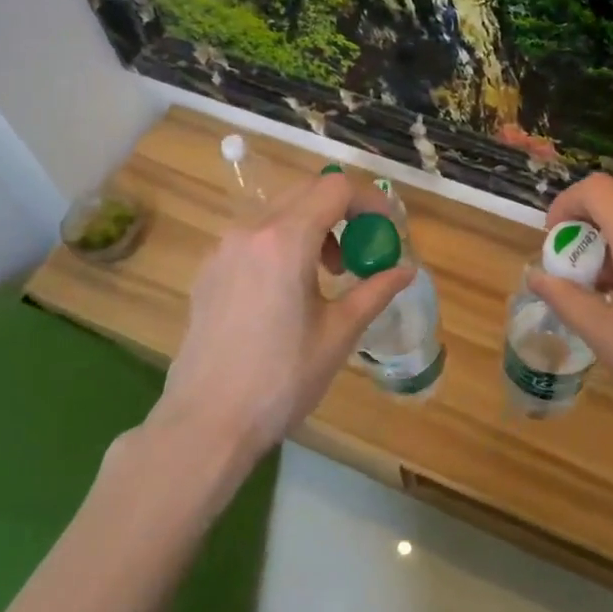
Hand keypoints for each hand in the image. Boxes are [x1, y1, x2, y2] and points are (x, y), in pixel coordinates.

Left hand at [156, 171, 412, 463]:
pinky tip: (288, 291)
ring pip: (278, 212)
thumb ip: (375, 291)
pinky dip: (282, 244)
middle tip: (361, 251)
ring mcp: (223, 249)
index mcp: (285, 240)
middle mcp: (250, 231)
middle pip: (305, 192)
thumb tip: (406, 270)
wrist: (206, 423)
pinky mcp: (207, 271)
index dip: (369, 200)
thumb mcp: (338, 334)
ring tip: (327, 276)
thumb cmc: (281, 379)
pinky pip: (254, 237)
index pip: (335, 188)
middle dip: (342, 212)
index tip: (387, 228)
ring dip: (312, 227)